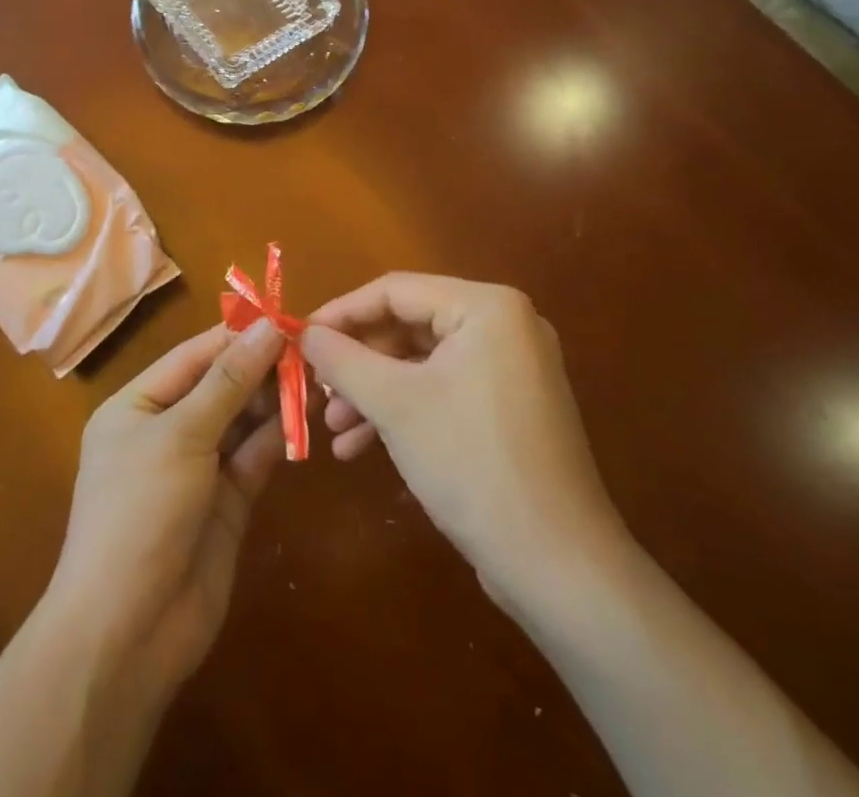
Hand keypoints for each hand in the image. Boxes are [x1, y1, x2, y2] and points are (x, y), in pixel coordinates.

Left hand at [45, 320, 286, 700]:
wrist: (127, 633)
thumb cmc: (139, 512)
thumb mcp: (181, 435)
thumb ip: (228, 380)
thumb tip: (268, 326)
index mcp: (138, 405)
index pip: (194, 356)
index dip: (238, 335)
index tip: (285, 317)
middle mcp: (166, 430)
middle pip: (220, 385)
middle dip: (261, 367)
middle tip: (312, 349)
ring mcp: (197, 468)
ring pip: (241, 420)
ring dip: (274, 400)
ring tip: (316, 377)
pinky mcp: (226, 503)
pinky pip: (253, 457)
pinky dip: (277, 437)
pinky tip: (306, 417)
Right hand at [302, 274, 628, 609]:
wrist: (558, 567)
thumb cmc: (472, 464)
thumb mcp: (395, 405)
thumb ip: (343, 359)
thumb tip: (304, 332)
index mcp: (487, 307)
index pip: (396, 290)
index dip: (341, 312)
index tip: (300, 337)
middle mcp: (504, 326)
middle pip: (408, 327)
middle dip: (358, 362)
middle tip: (316, 388)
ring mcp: (511, 369)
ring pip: (422, 364)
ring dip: (374, 393)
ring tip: (332, 427)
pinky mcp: (509, 408)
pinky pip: (444, 391)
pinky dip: (404, 412)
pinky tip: (362, 447)